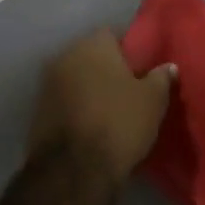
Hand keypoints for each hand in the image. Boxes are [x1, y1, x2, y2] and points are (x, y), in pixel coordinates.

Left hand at [28, 30, 174, 183]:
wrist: (74, 171)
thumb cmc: (119, 123)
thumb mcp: (153, 100)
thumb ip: (161, 77)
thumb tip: (167, 66)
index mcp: (92, 45)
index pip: (114, 34)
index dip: (131, 50)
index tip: (144, 68)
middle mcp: (64, 56)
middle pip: (92, 56)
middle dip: (108, 69)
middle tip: (130, 88)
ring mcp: (46, 85)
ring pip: (77, 79)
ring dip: (91, 89)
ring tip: (112, 109)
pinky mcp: (37, 112)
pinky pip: (65, 101)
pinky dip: (78, 108)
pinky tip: (93, 124)